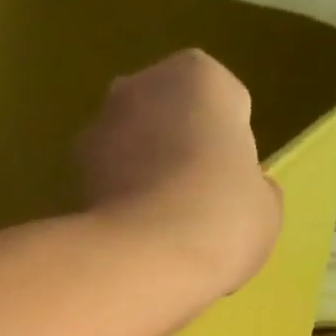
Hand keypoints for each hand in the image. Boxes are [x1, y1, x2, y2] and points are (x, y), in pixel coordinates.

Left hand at [76, 50, 282, 297]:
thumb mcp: (266, 207)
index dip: (229, 148)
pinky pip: (106, 186)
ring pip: (130, 150)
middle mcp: (139, 85)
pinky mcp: (69, 175)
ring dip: (141, 177)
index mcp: (198, 75)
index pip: (224, 105)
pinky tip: (133, 242)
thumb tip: (242, 193)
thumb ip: (252, 188)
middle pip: (168, 119)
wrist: (147, 260)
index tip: (229, 187)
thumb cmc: (222, 218)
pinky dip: (117, 206)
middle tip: (195, 206)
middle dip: (177, 152)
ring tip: (161, 231)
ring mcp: (97, 129)